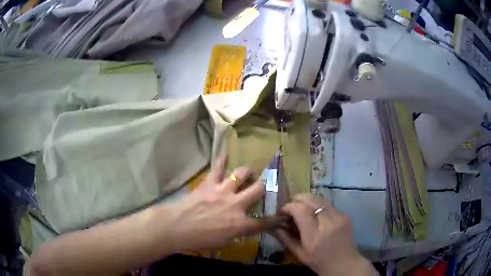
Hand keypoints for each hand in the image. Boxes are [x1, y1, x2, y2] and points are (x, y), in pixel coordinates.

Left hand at [162, 157, 264, 250]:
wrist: (178, 226)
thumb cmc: (200, 239)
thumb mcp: (223, 242)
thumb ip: (236, 233)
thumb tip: (241, 228)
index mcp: (240, 223)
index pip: (263, 222)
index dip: (274, 219)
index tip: (281, 216)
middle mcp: (236, 204)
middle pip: (258, 190)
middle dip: (265, 186)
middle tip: (267, 183)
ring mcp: (223, 191)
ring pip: (241, 174)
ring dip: (247, 172)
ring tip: (248, 171)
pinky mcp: (210, 183)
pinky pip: (218, 168)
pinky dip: (222, 160)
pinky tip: (225, 152)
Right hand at [274, 194, 374, 275]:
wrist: (343, 263)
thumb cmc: (318, 261)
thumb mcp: (298, 253)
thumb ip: (284, 237)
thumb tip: (272, 225)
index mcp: (314, 235)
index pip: (300, 210)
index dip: (288, 206)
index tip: (282, 211)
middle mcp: (328, 222)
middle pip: (311, 200)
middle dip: (297, 199)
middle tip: (290, 206)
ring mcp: (339, 217)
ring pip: (320, 199)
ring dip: (308, 201)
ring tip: (302, 208)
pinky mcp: (345, 215)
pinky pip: (328, 205)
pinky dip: (318, 206)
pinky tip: (316, 215)